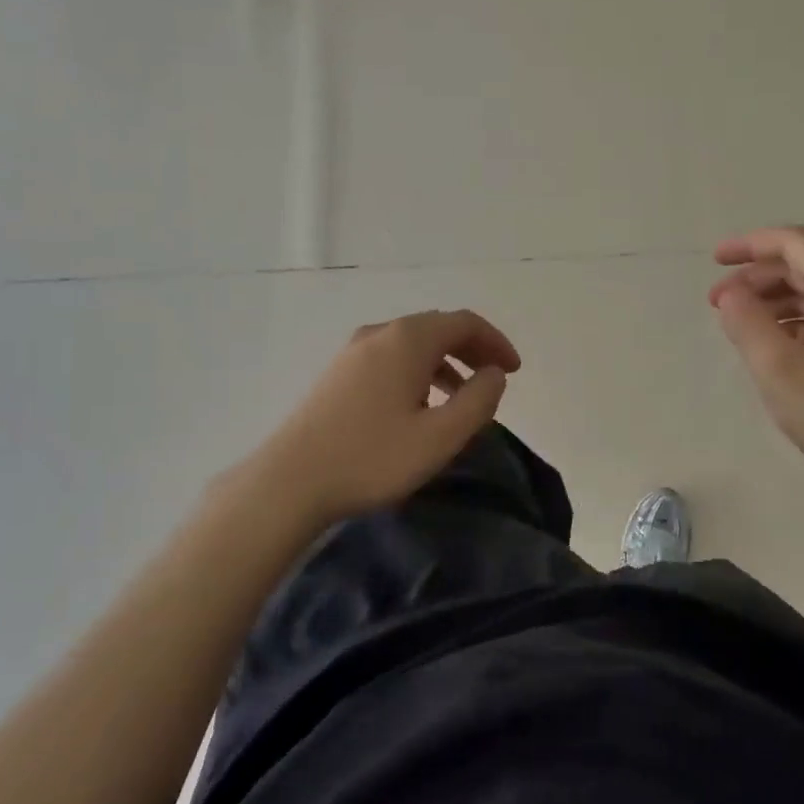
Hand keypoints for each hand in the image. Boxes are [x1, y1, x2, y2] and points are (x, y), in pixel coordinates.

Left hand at [240, 310, 521, 528]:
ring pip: (413, 344)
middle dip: (472, 349)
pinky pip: (391, 358)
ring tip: (462, 398)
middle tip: (495, 380)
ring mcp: (353, 352)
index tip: (514, 371)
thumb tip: (494, 374)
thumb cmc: (372, 458)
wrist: (289, 481)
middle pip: (438, 327)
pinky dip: (419, 371)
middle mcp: (380, 334)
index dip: (495, 342)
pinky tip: (419, 406)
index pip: (464, 322)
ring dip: (446, 362)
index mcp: (408, 340)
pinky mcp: (338, 374)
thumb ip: (479, 400)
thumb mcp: (441, 436)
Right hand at [711, 226, 803, 487]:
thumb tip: (732, 295)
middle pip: (803, 265)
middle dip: (756, 278)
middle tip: (718, 304)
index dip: (749, 245)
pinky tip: (775, 346)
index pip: (792, 243)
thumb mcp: (777, 367)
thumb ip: (746, 322)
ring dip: (774, 301)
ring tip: (740, 327)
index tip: (714, 261)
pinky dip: (795, 320)